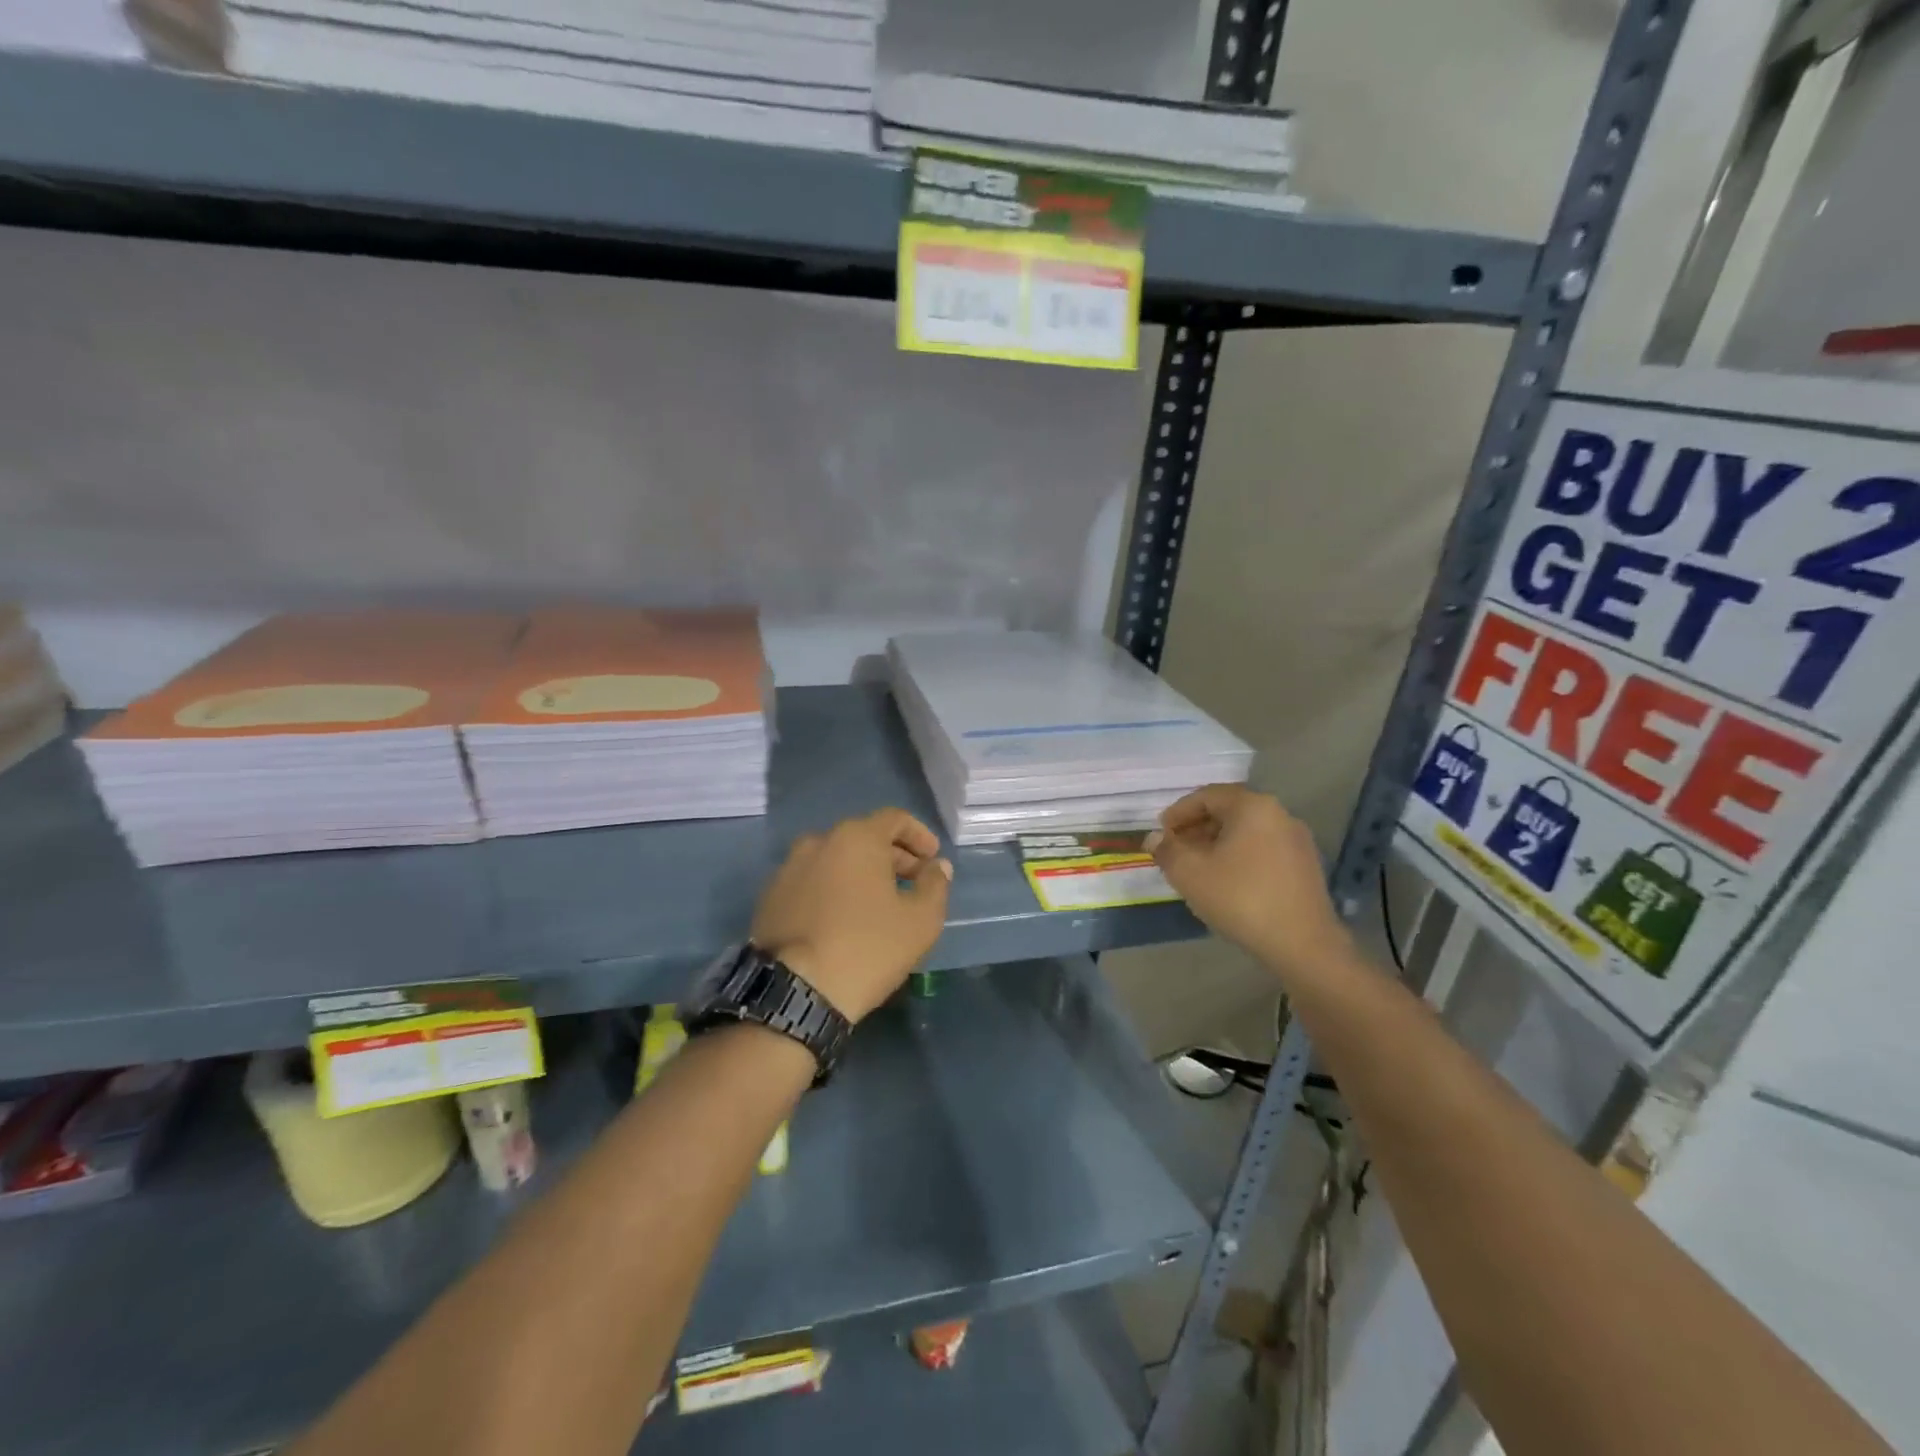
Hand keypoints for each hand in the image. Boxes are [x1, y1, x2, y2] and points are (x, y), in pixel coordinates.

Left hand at [751, 809, 952, 1022]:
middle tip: (912, 884)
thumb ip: (935, 885)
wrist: (795, 992)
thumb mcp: (920, 921)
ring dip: (861, 874)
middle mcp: (818, 842)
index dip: (919, 835)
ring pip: (835, 860)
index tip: (933, 859)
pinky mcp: (769, 897)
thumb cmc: (867, 948)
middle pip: (864, 838)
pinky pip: (812, 882)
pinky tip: (843, 920)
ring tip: (878, 905)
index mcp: (856, 838)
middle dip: (893, 857)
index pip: (895, 819)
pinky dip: (833, 890)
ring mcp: (788, 869)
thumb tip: (937, 866)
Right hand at [1148, 785, 1352, 984]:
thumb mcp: (1189, 873)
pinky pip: (1263, 849)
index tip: (1161, 833)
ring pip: (1247, 832)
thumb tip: (1155, 838)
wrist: (1303, 945)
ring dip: (1217, 843)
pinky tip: (1227, 882)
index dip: (1178, 812)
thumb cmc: (1240, 898)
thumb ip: (1167, 850)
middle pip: (1229, 811)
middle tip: (1175, 850)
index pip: (1207, 795)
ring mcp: (1297, 841)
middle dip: (1197, 828)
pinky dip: (1240, 856)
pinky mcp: (1306, 866)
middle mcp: (1279, 814)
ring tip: (1197, 868)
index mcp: (1252, 806)